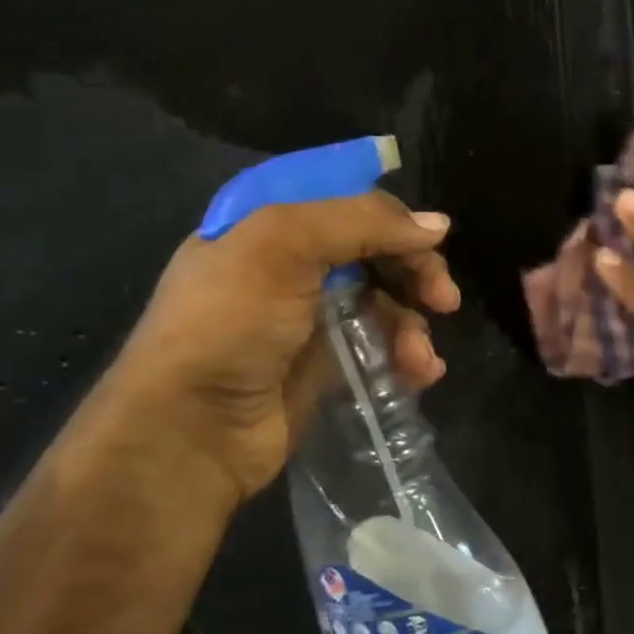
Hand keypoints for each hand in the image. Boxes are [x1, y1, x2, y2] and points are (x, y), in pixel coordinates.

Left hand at [112, 192, 459, 501]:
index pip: (346, 201)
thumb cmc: (229, 323)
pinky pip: (380, 346)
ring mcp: (308, 318)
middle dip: (415, 271)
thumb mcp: (283, 247)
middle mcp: (289, 266)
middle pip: (374, 251)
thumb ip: (361, 222)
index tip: (430, 237)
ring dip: (413, 324)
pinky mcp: (325, 365)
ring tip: (420, 356)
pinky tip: (421, 373)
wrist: (191, 432)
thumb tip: (439, 225)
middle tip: (443, 298)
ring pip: (384, 301)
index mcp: (268, 226)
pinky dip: (405, 356)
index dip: (391, 216)